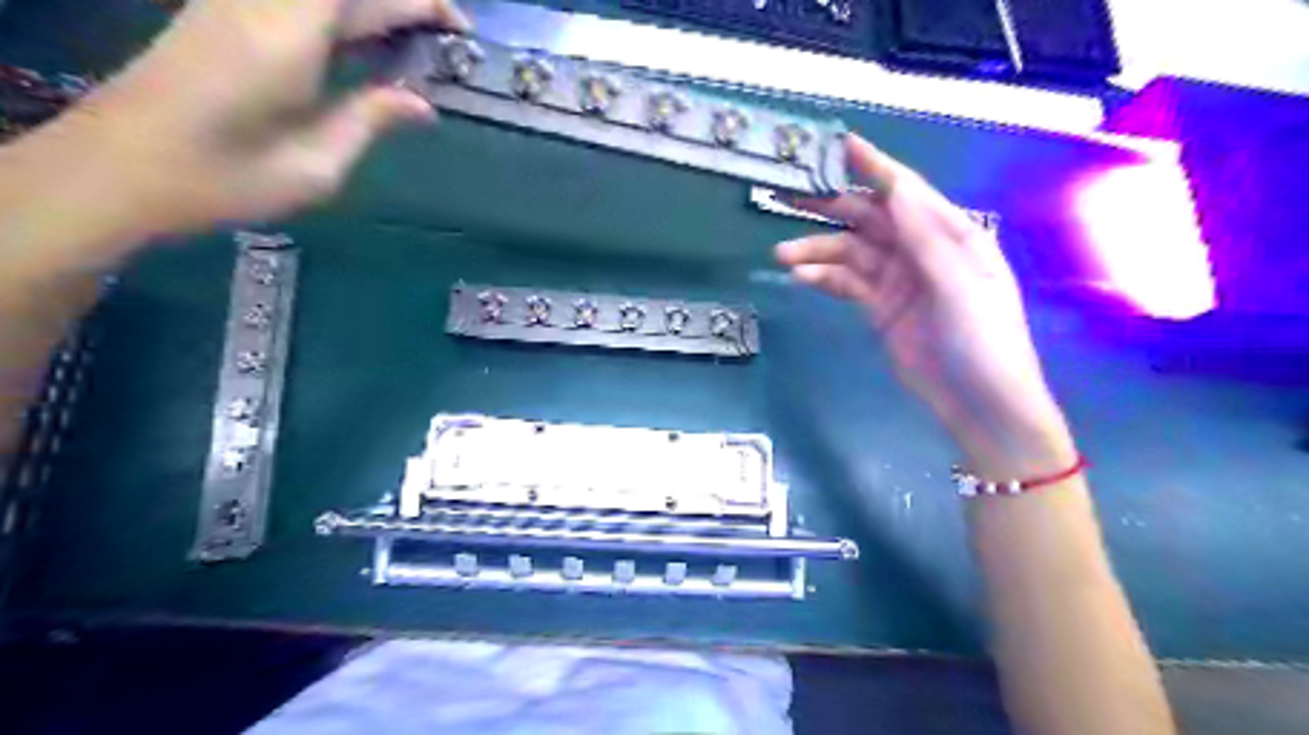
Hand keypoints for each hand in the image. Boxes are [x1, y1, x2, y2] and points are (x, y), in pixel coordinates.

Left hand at [58, 0, 472, 239]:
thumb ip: (369, 121)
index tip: (460, 32)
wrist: (117, 170)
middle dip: (402, 0)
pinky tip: (355, 42)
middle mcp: (261, 4)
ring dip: (368, 7)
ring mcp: (232, 2)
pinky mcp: (218, 12)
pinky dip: (336, 13)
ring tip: (406, 40)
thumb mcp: (315, 165)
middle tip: (441, 35)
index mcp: (290, 38)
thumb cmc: (225, 180)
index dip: (423, 5)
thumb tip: (421, 103)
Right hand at [775, 134, 1073, 477]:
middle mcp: (920, 250)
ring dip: (817, 249)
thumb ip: (927, 238)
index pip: (905, 191)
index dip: (872, 166)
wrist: (979, 405)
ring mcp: (897, 280)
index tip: (837, 144)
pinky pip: (846, 284)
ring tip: (782, 253)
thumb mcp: (962, 285)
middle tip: (786, 196)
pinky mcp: (879, 308)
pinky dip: (824, 277)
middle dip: (829, 205)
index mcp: (951, 235)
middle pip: (869, 218)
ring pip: (850, 252)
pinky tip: (801, 275)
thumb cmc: (983, 341)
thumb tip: (895, 189)